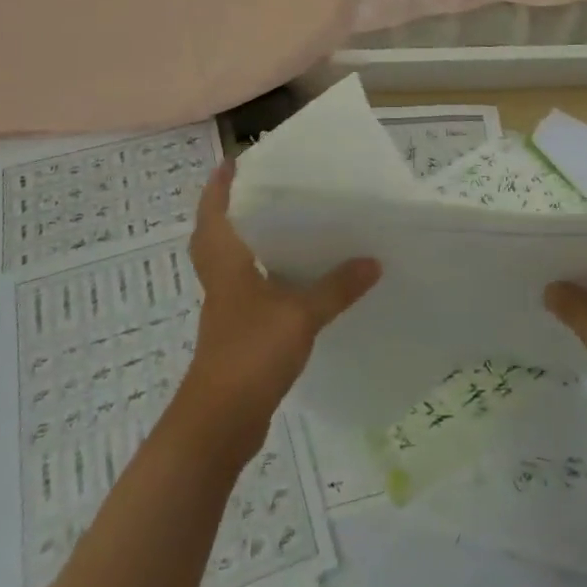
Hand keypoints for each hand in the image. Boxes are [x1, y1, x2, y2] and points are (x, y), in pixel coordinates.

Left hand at [179, 160, 380, 457]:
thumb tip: (373, 260)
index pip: (213, 214)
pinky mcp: (237, 334)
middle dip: (229, 211)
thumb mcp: (300, 315)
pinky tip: (294, 281)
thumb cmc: (250, 354)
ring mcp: (227, 310)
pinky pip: (248, 291)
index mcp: (226, 264)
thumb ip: (336, 287)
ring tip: (283, 226)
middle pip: (215, 237)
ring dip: (248, 243)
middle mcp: (221, 280)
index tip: (232, 162)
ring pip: (231, 264)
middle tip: (259, 189)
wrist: (219, 424)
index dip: (218, 187)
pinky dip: (264, 277)